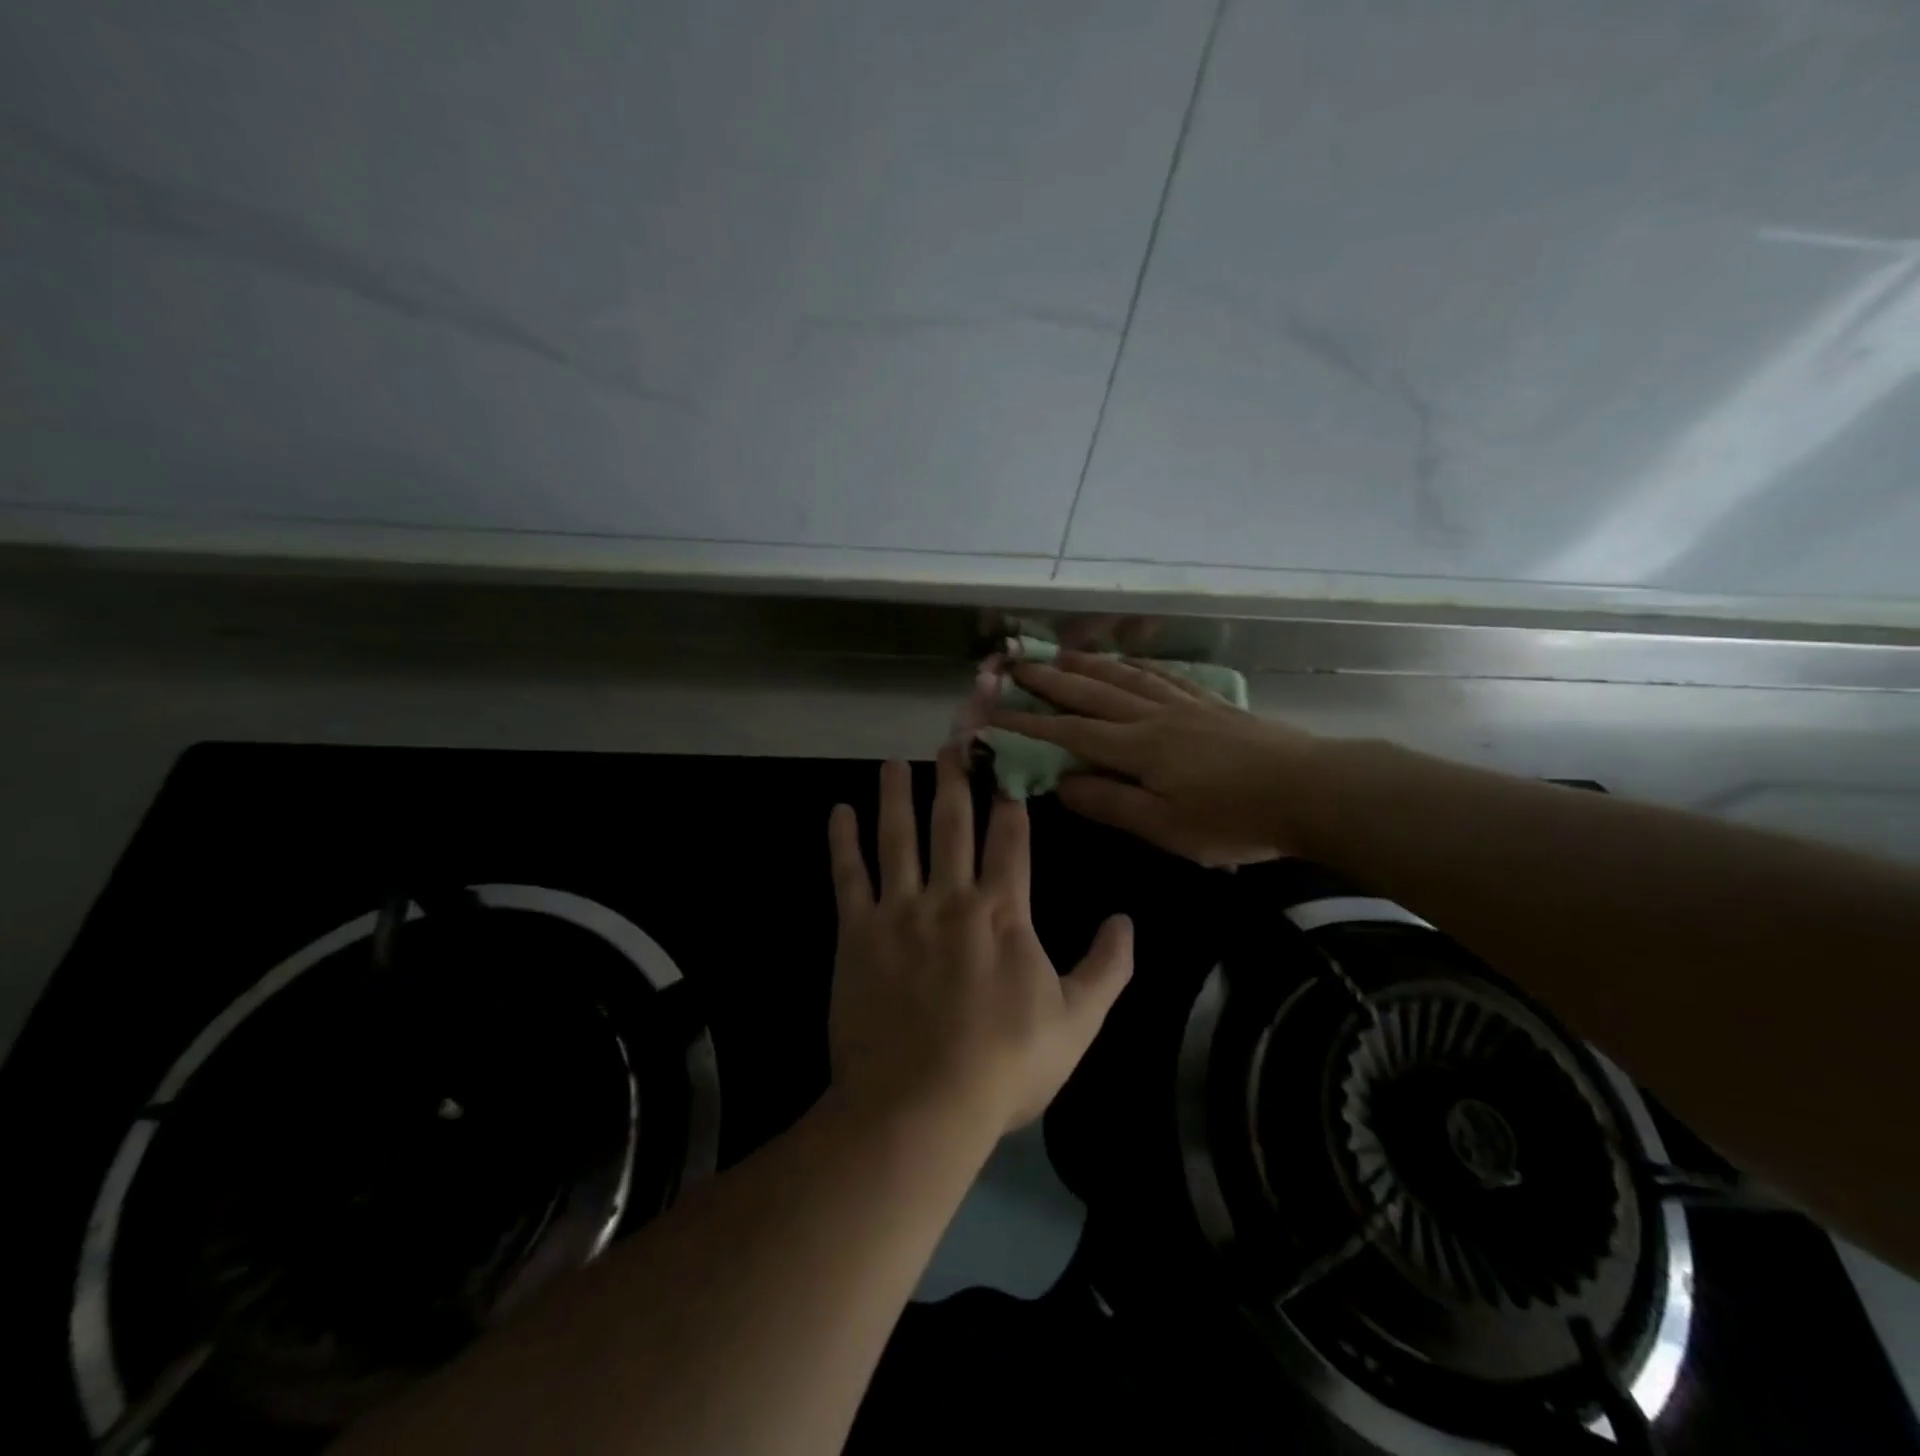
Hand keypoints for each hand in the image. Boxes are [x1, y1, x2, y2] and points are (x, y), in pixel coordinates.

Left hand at [827, 749, 1132, 1135]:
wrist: (921, 1104)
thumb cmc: (1004, 1065)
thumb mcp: (1077, 1023)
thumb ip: (1107, 968)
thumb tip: (1128, 921)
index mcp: (1003, 911)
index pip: (1010, 837)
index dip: (1010, 796)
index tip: (1007, 762)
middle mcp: (952, 896)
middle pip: (953, 822)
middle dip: (955, 777)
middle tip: (952, 739)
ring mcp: (900, 910)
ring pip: (898, 836)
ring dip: (897, 795)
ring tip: (894, 762)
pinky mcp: (857, 933)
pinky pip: (848, 876)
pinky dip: (842, 842)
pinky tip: (838, 813)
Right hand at [990, 650, 1316, 866]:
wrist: (1311, 790)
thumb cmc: (1233, 819)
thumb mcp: (1166, 827)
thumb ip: (1111, 803)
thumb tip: (1061, 784)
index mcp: (1137, 748)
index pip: (1069, 732)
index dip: (1029, 723)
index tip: (994, 712)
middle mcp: (1153, 717)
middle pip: (1092, 692)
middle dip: (1049, 680)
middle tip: (1015, 664)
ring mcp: (1184, 705)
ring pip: (1125, 677)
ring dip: (1087, 664)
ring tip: (1059, 654)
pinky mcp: (1211, 704)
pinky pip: (1164, 676)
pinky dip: (1138, 666)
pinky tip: (1129, 662)